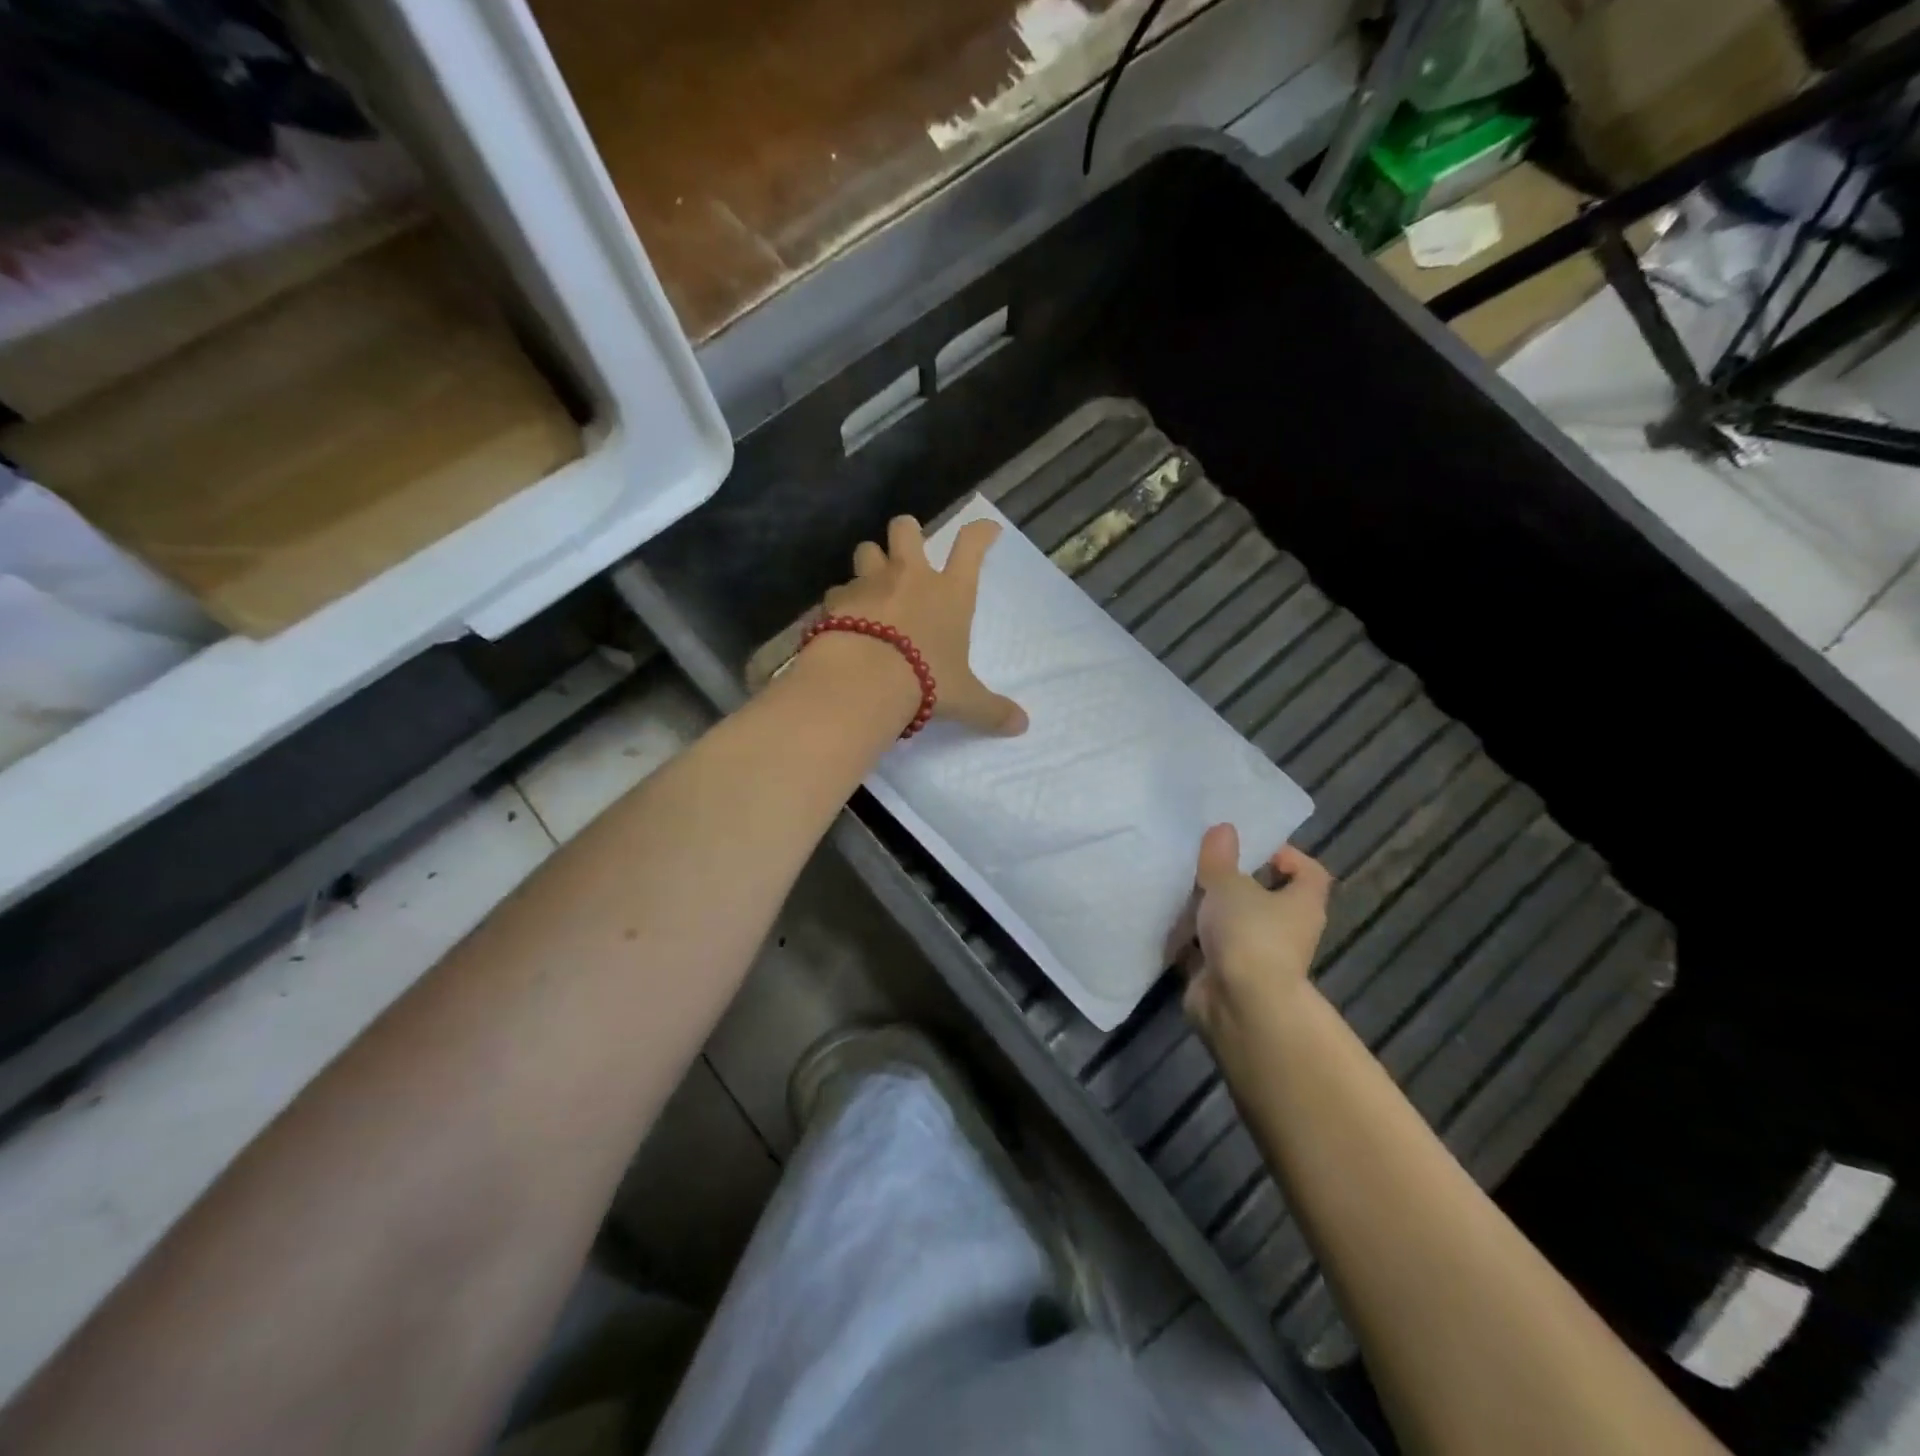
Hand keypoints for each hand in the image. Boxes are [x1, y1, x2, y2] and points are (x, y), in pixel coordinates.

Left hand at [820, 514, 1027, 736]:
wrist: (865, 680)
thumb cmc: (926, 681)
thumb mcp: (964, 699)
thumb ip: (992, 710)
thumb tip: (1022, 726)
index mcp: (950, 592)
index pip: (971, 546)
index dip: (981, 532)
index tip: (987, 529)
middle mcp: (910, 576)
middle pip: (906, 528)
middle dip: (907, 533)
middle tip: (909, 551)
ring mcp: (870, 583)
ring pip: (866, 550)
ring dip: (870, 561)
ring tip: (871, 583)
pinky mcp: (837, 600)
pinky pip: (838, 590)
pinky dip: (841, 601)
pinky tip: (842, 619)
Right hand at [1179, 824, 1332, 1043]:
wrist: (1240, 1007)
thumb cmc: (1249, 934)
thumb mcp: (1229, 885)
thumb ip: (1220, 857)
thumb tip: (1223, 829)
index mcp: (1302, 904)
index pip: (1309, 873)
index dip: (1287, 856)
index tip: (1253, 846)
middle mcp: (1287, 931)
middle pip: (1266, 898)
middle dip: (1235, 882)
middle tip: (1203, 863)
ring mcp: (1257, 957)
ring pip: (1233, 924)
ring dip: (1209, 911)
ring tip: (1178, 888)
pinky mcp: (1227, 977)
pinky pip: (1207, 949)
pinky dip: (1190, 939)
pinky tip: (1166, 922)